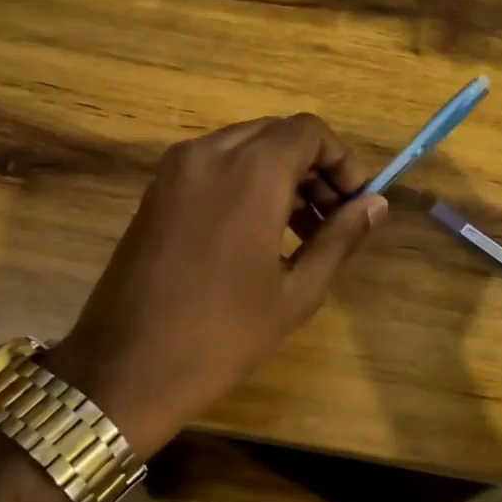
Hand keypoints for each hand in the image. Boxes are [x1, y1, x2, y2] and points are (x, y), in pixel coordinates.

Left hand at [44, 114, 387, 457]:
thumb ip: (340, 237)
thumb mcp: (296, 292)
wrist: (125, 369)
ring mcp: (174, 170)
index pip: (308, 132)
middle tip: (333, 218)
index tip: (355, 202)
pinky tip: (257, 233)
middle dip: (312, 167)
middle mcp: (209, 154)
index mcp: (249, 172)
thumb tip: (375, 204)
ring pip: (243, 147)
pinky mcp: (155, 191)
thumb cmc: (222, 335)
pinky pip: (213, 166)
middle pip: (276, 134)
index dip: (341, 161)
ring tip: (301, 230)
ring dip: (279, 175)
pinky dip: (244, 182)